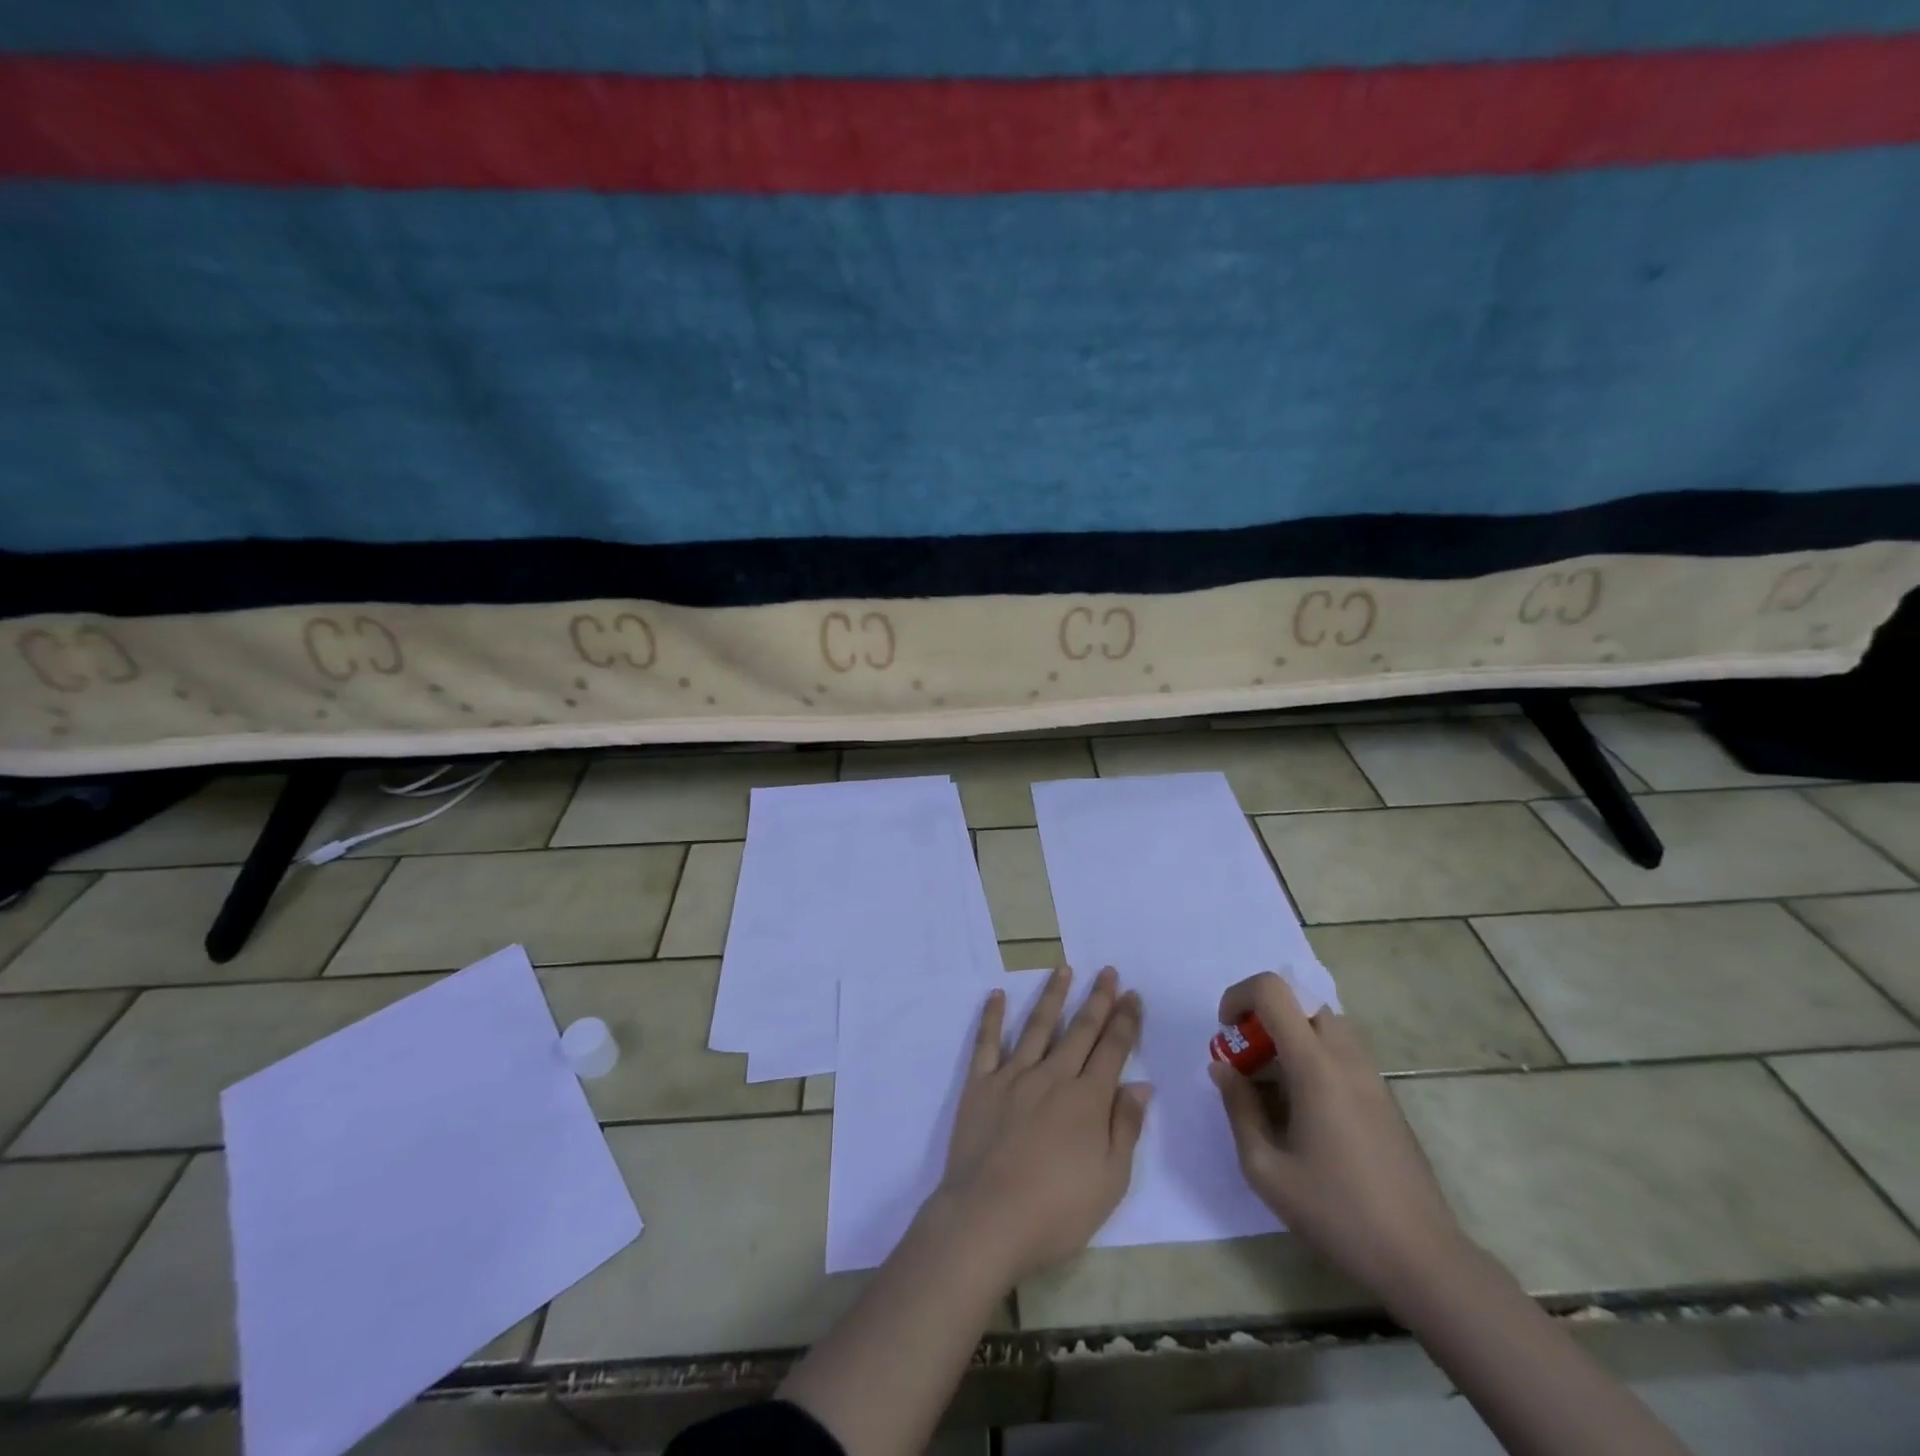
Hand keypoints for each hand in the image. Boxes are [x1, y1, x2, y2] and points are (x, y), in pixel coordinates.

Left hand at [931, 964, 1151, 1286]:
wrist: (988, 1219)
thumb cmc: (1056, 1211)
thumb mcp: (1110, 1180)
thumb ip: (1126, 1127)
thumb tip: (1141, 1085)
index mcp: (1087, 1099)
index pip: (1113, 1049)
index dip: (1125, 1020)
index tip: (1132, 994)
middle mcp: (1053, 1076)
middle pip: (1080, 1030)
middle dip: (1097, 999)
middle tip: (1107, 971)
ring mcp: (1013, 1076)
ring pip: (1038, 1026)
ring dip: (1053, 996)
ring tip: (1063, 969)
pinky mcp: (980, 1084)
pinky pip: (987, 1043)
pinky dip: (992, 1017)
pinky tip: (997, 995)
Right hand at [1210, 972, 1468, 1307]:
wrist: (1423, 1260)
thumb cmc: (1337, 1214)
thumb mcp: (1265, 1168)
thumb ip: (1238, 1108)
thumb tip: (1221, 1067)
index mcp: (1316, 1066)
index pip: (1274, 991)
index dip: (1240, 996)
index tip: (1226, 1032)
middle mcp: (1346, 1058)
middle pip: (1301, 1001)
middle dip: (1264, 1017)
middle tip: (1248, 1061)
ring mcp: (1372, 1076)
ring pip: (1324, 1024)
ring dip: (1291, 1036)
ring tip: (1275, 1086)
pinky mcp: (1385, 1097)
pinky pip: (1342, 1051)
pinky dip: (1314, 1057)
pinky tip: (1306, 1111)